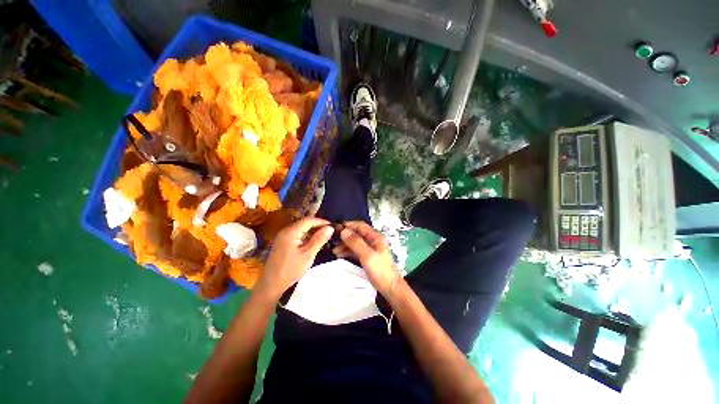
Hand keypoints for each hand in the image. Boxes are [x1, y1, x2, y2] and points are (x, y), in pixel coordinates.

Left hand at [255, 217, 333, 298]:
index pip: (309, 220)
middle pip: (304, 223)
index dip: (321, 221)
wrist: (271, 285)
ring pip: (301, 229)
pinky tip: (313, 243)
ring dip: (312, 231)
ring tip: (324, 237)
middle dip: (317, 226)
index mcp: (291, 232)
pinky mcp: (283, 243)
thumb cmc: (290, 270)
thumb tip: (330, 228)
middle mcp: (286, 231)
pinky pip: (297, 235)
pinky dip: (306, 237)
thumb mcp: (308, 255)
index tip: (332, 226)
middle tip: (330, 232)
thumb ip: (319, 239)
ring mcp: (283, 237)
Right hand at [333, 221, 400, 296]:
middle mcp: (373, 240)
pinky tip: (340, 255)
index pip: (360, 225)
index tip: (335, 228)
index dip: (348, 225)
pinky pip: (356, 250)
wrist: (390, 288)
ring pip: (355, 242)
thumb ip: (356, 243)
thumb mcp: (367, 256)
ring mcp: (371, 248)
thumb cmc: (380, 271)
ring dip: (345, 245)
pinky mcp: (368, 256)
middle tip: (332, 241)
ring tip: (334, 251)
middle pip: (357, 234)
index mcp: (375, 237)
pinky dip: (348, 251)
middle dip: (345, 236)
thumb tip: (343, 231)